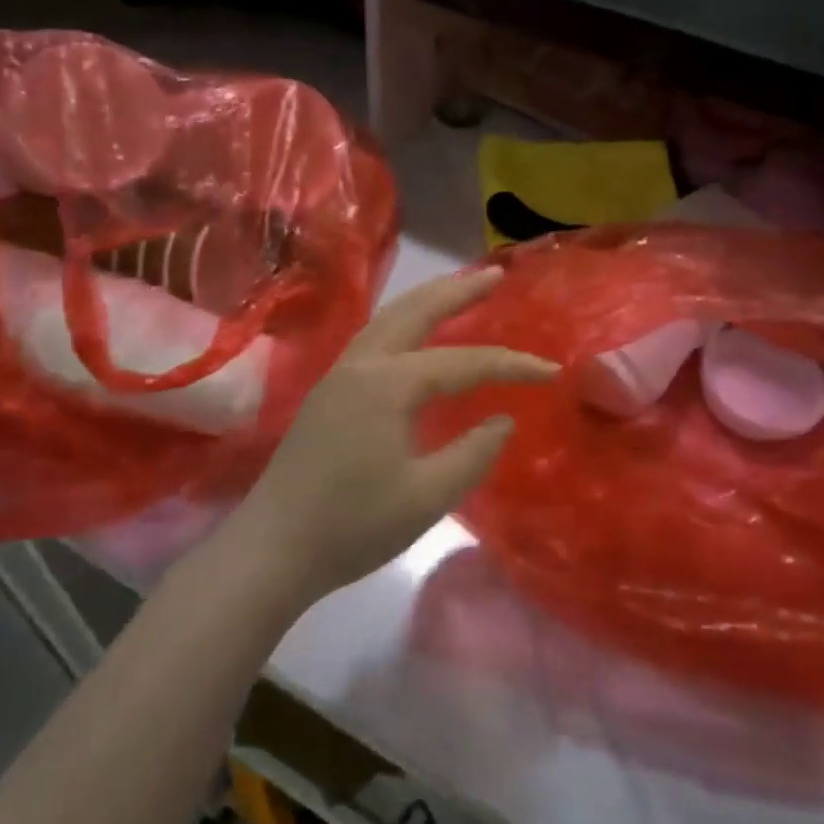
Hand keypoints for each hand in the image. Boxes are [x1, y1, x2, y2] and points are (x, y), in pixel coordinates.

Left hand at [224, 266, 556, 603]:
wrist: (272, 550)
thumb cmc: (353, 526)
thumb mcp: (427, 496)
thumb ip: (473, 454)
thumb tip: (502, 420)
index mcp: (388, 384)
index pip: (464, 362)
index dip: (511, 365)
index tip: (551, 371)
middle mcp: (362, 364)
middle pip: (416, 311)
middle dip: (459, 290)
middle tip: (497, 273)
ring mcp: (338, 375)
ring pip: (389, 319)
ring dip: (427, 299)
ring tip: (459, 290)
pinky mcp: (327, 393)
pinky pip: (374, 338)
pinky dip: (404, 322)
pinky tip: (416, 335)